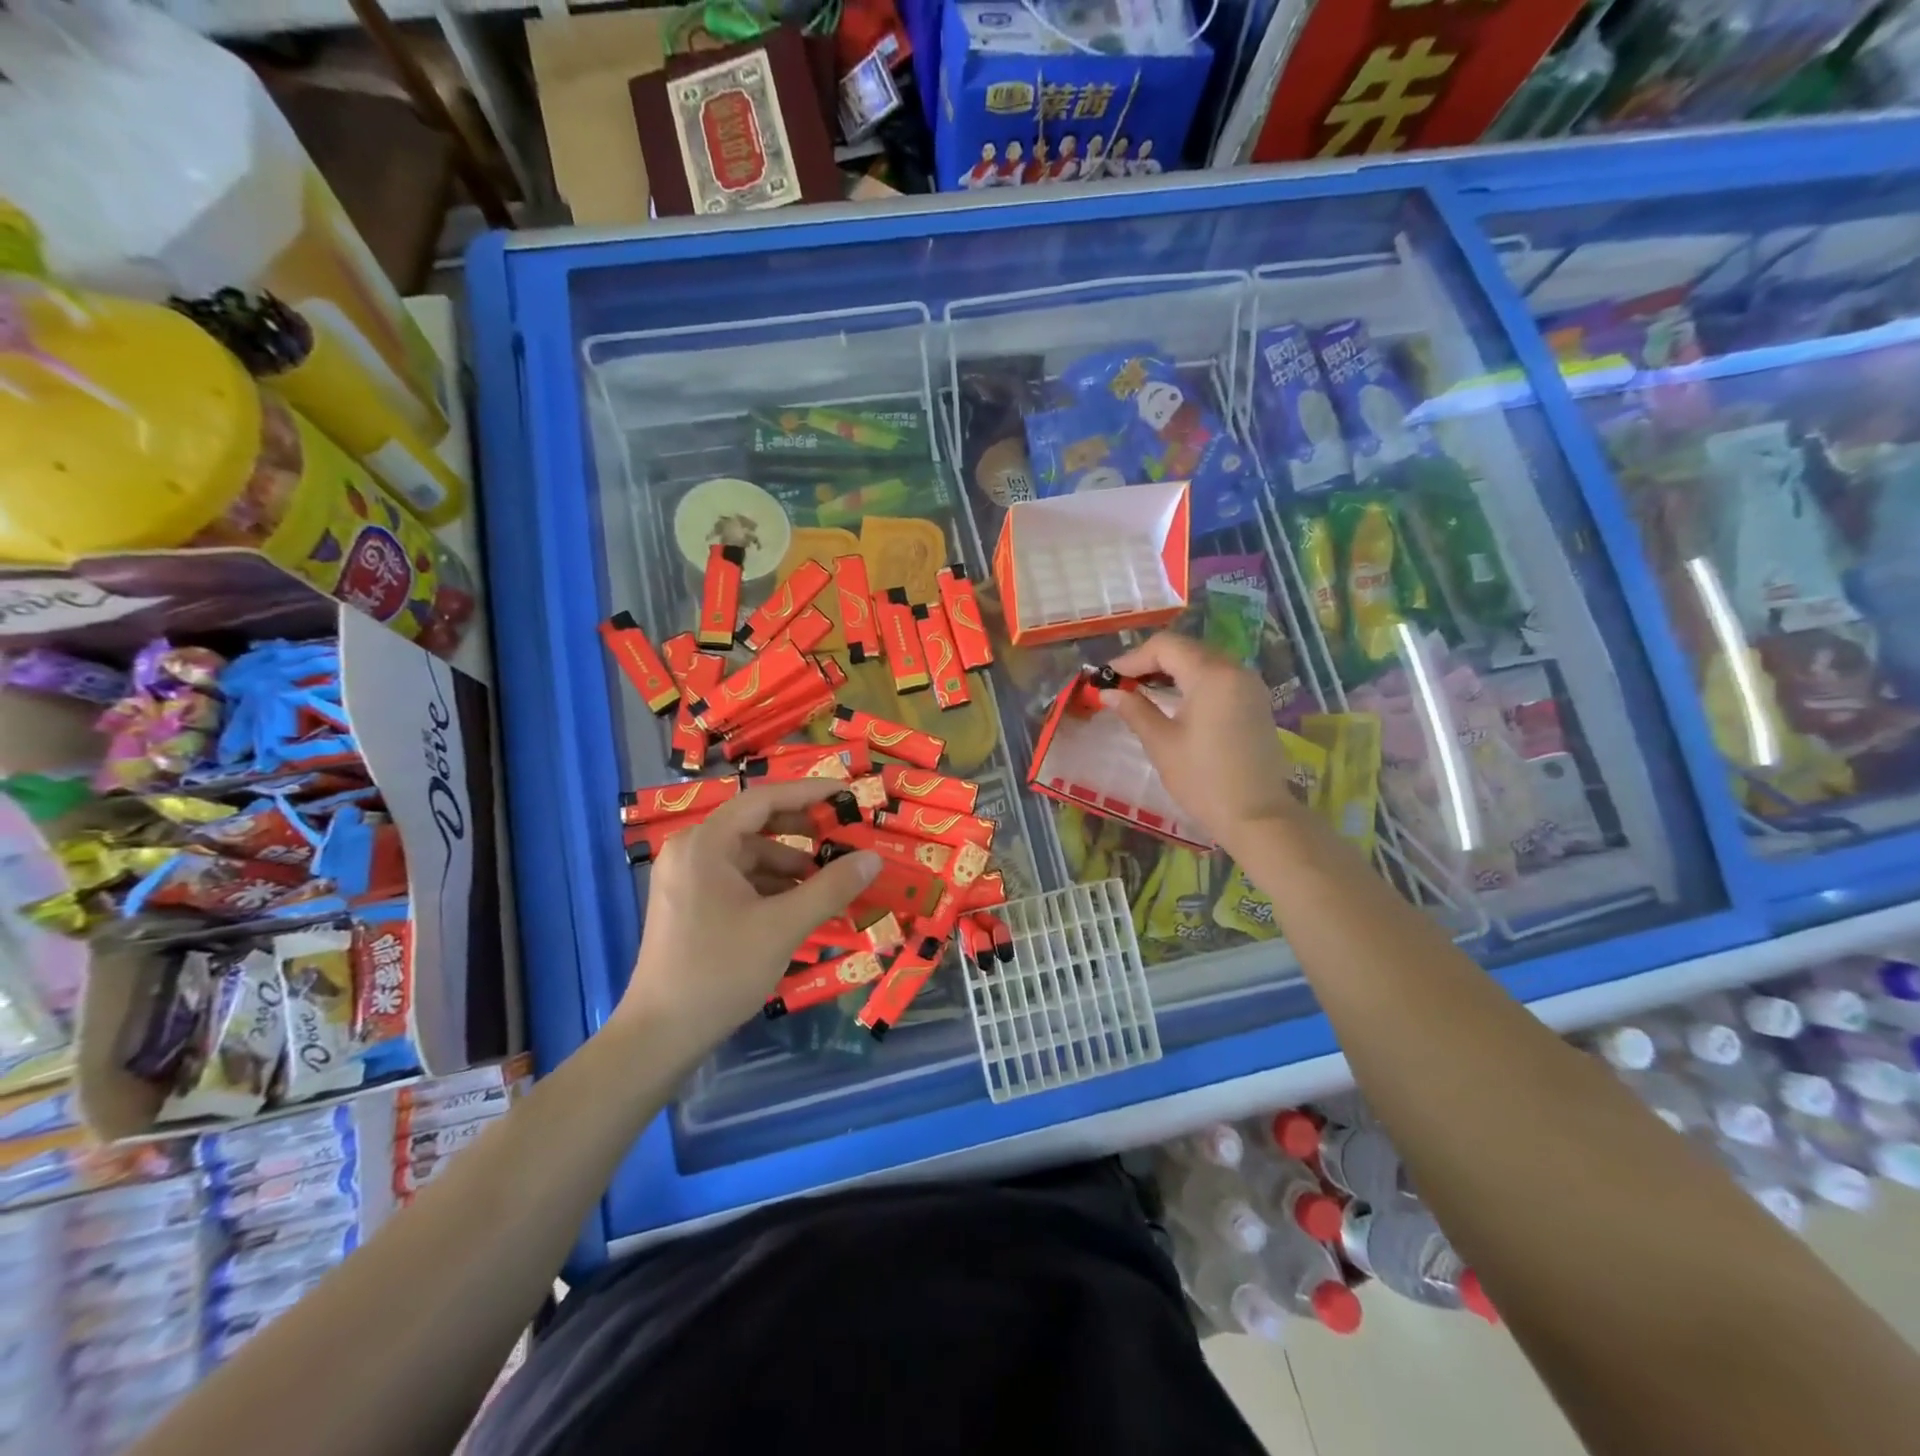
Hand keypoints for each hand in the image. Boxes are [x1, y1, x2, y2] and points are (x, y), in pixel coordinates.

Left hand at [615, 780, 880, 1050]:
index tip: (846, 793)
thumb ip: (831, 887)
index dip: (808, 792)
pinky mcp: (690, 905)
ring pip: (750, 856)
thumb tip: (872, 858)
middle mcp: (691, 852)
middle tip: (845, 836)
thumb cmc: (720, 970)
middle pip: (756, 825)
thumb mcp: (783, 926)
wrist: (660, 1036)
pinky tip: (802, 904)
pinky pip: (739, 880)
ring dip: (791, 864)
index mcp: (704, 844)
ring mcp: (687, 879)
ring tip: (831, 879)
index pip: (763, 799)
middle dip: (802, 831)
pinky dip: (772, 886)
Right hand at [1103, 632, 1304, 856]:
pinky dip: (1191, 681)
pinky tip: (1172, 700)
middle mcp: (1235, 670)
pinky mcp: (1255, 702)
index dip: (1132, 658)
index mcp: (1211, 675)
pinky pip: (1218, 677)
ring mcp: (1249, 685)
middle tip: (1122, 684)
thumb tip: (1108, 692)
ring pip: (1203, 661)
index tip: (1107, 678)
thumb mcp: (1161, 743)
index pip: (1165, 646)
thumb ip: (1134, 710)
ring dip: (1171, 670)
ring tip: (1142, 691)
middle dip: (1150, 661)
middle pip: (1186, 649)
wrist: (1257, 816)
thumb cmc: (1203, 780)